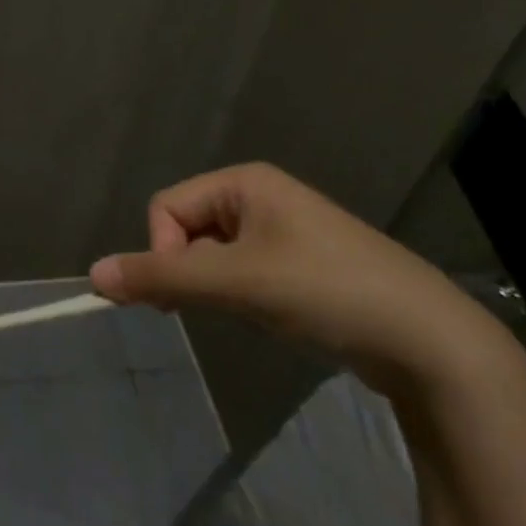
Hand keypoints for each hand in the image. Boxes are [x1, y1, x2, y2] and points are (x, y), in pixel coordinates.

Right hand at [90, 162, 508, 396]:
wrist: (432, 344)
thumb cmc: (327, 291)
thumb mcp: (237, 283)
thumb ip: (161, 278)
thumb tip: (93, 275)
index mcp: (245, 181)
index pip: (166, 207)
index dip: (163, 251)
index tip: (185, 295)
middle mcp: (260, 197)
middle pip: (187, 229)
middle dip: (189, 270)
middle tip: (215, 307)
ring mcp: (283, 231)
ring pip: (212, 255)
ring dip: (215, 286)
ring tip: (252, 313)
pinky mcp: (300, 266)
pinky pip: (242, 271)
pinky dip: (240, 295)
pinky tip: (271, 317)